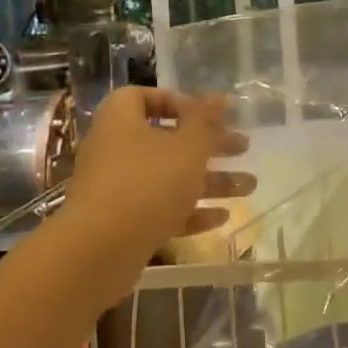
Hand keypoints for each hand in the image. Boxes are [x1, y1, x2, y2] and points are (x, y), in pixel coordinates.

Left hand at [62, 88, 254, 258]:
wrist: (99, 251)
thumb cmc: (147, 184)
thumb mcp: (188, 147)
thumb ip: (207, 121)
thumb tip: (220, 95)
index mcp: (121, 120)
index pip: (144, 97)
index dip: (178, 102)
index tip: (208, 116)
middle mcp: (114, 149)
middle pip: (166, 139)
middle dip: (209, 145)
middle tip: (242, 148)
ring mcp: (116, 189)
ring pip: (168, 177)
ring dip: (209, 181)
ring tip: (248, 188)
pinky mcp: (121, 223)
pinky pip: (160, 209)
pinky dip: (190, 211)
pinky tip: (222, 218)